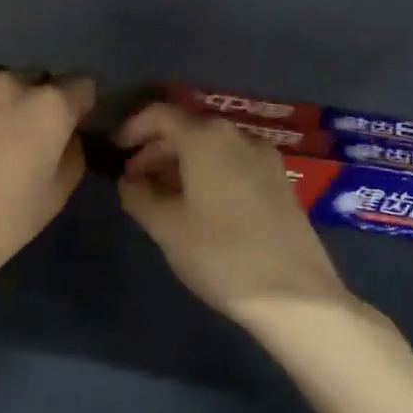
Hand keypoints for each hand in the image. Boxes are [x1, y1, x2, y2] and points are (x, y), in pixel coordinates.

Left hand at [0, 70, 95, 272]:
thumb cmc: (0, 220)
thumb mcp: (55, 197)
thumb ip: (72, 154)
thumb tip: (67, 135)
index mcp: (49, 107)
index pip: (82, 84)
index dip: (80, 103)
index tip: (72, 122)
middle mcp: (10, 85)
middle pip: (36, 77)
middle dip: (39, 97)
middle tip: (27, 131)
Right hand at [118, 103, 358, 320]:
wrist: (296, 297)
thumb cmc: (220, 254)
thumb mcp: (165, 227)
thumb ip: (138, 196)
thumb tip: (129, 182)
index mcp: (207, 138)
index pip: (161, 115)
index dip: (133, 128)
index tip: (116, 151)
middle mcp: (239, 138)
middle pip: (188, 130)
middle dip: (156, 151)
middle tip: (134, 182)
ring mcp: (266, 161)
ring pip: (212, 149)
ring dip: (182, 165)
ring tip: (162, 198)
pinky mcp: (281, 185)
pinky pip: (234, 166)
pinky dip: (208, 175)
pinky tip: (198, 208)